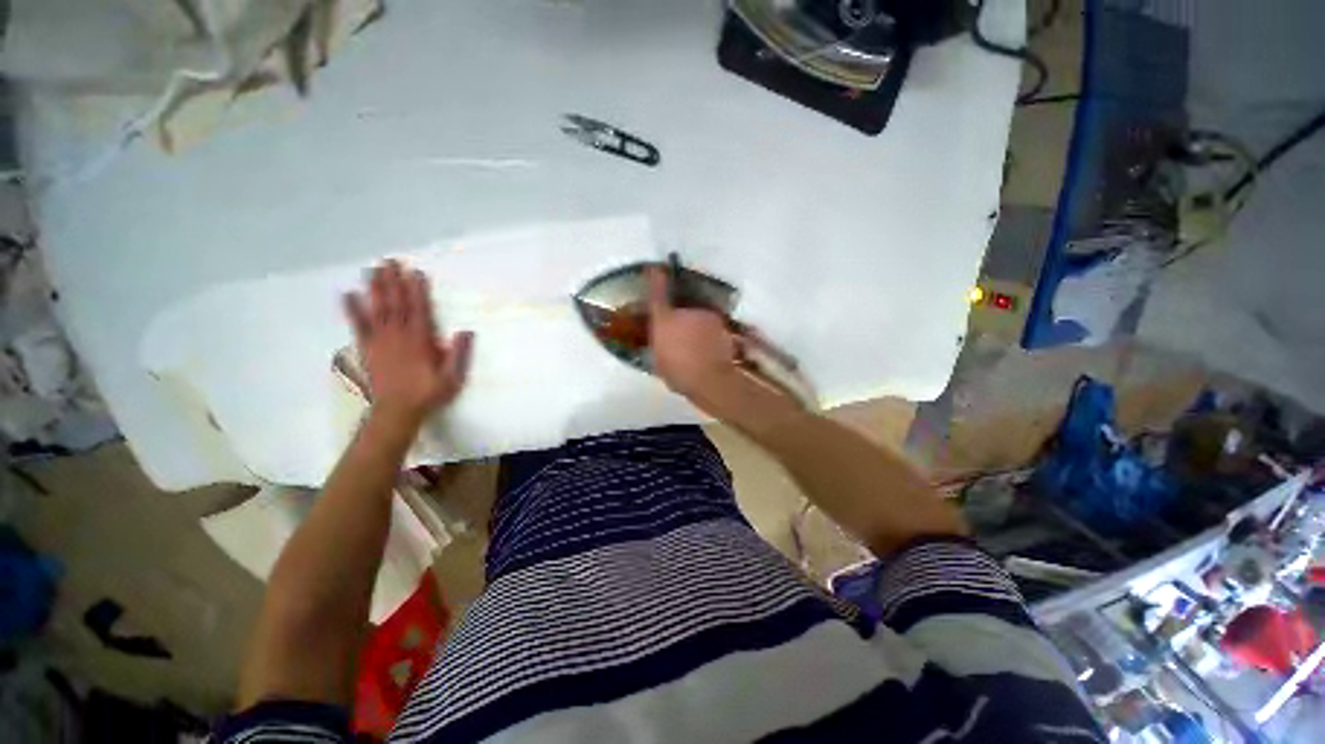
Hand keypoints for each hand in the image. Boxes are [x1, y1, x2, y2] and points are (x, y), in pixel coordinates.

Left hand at [343, 260, 473, 424]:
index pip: (420, 310)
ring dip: (376, 288)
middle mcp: (399, 336)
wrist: (397, 411)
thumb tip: (466, 331)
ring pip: (378, 309)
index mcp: (420, 341)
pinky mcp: (367, 348)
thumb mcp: (452, 377)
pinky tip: (348, 294)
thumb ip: (459, 354)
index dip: (417, 290)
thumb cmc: (428, 394)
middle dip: (394, 281)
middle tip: (390, 261)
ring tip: (373, 269)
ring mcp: (380, 341)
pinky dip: (353, 310)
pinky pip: (359, 326)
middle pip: (396, 304)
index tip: (415, 272)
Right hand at [646, 267, 740, 400]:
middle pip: (680, 309)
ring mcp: (705, 316)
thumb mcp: (659, 362)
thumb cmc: (679, 372)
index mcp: (664, 320)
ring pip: (697, 318)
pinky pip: (711, 327)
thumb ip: (658, 346)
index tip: (655, 267)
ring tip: (696, 348)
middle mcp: (685, 312)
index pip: (657, 294)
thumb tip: (661, 341)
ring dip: (696, 328)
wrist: (711, 378)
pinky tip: (709, 350)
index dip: (656, 278)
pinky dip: (709, 335)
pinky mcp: (721, 325)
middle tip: (680, 338)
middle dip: (679, 320)